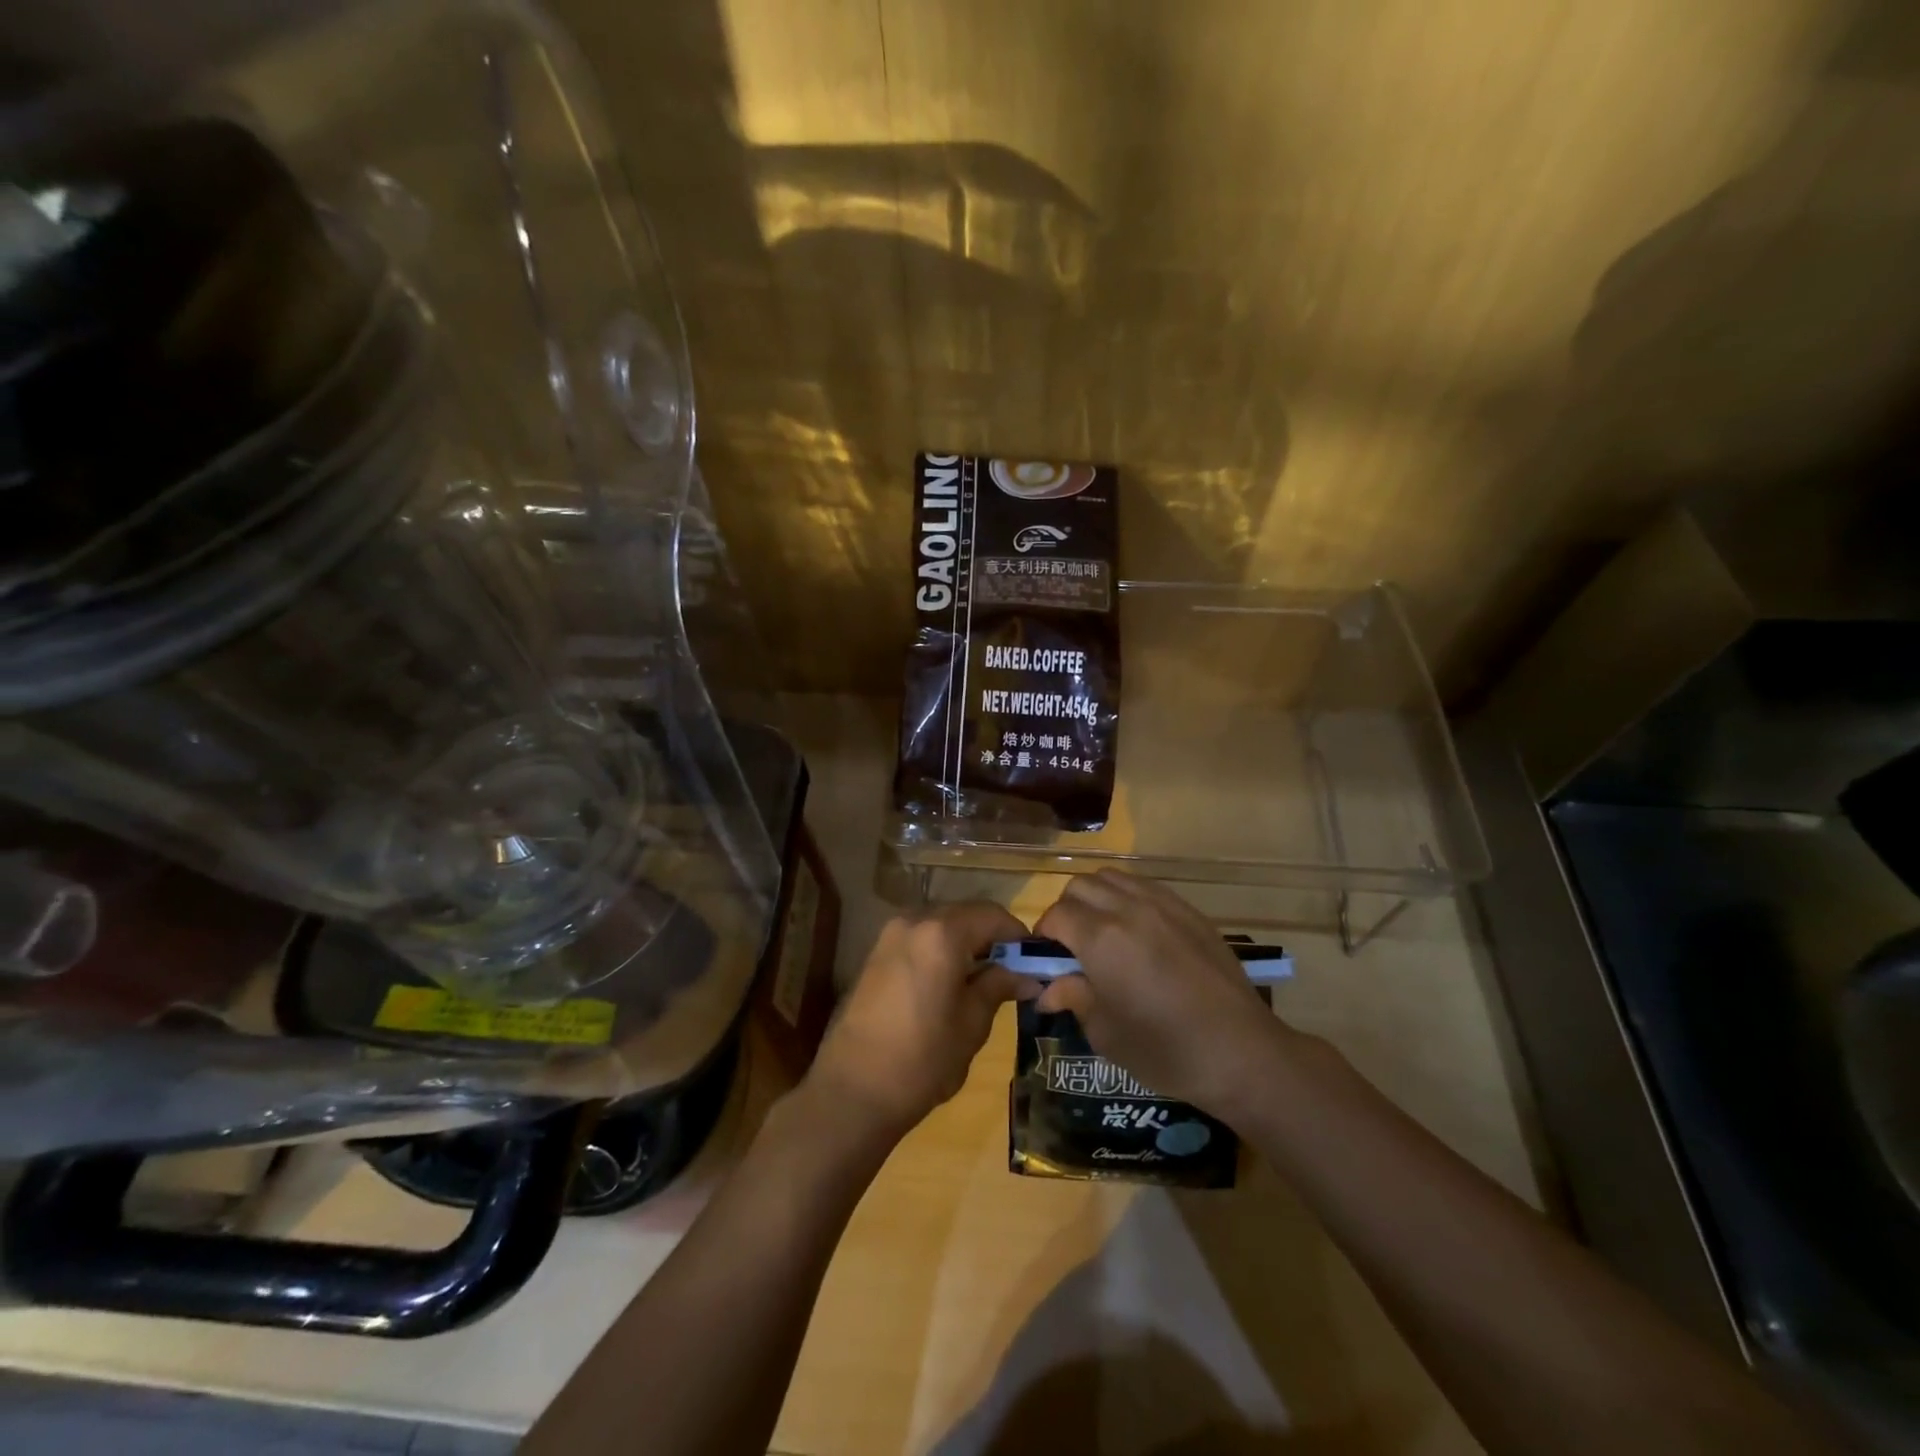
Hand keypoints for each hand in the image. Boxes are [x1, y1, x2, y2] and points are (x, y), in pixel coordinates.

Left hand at [806, 901, 1029, 1141]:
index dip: (1018, 935)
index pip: (993, 915)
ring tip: (982, 980)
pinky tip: (949, 983)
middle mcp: (914, 920)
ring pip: (940, 925)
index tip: (1035, 962)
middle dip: (991, 937)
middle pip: (965, 914)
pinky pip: (919, 939)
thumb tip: (1027, 976)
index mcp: (942, 933)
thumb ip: (998, 987)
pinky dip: (940, 950)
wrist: (852, 1090)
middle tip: (1012, 971)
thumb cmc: (922, 1058)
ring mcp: (889, 935)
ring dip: (965, 943)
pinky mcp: (875, 954)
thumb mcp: (972, 1024)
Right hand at [1034, 871, 1292, 1119]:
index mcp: (1102, 938)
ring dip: (1097, 898)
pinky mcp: (1189, 911)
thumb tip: (1047, 989)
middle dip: (1067, 911)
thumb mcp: (1106, 1033)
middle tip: (1073, 947)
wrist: (1242, 1052)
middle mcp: (1128, 908)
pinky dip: (1128, 899)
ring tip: (1104, 934)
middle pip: (1080, 886)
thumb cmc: (1165, 1050)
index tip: (1048, 961)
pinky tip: (1139, 933)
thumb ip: (1073, 998)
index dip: (1045, 936)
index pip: (1056, 915)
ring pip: (1112, 878)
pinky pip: (1146, 887)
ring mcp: (1163, 904)